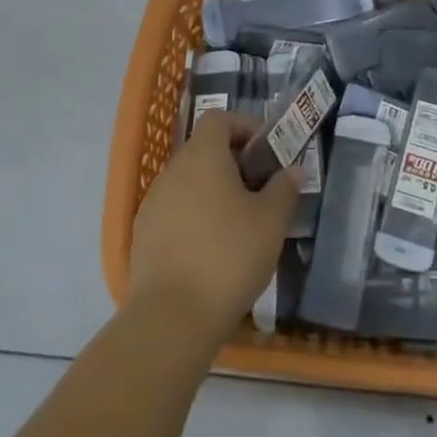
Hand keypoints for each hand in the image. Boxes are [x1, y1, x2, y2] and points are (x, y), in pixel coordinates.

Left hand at [128, 110, 300, 339]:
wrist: (172, 318)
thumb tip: (293, 170)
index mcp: (202, 156)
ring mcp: (152, 203)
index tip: (266, 151)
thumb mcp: (271, 222)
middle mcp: (172, 170)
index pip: (219, 118)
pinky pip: (173, 210)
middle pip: (203, 149)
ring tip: (238, 222)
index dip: (244, 126)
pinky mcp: (142, 234)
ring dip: (212, 190)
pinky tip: (211, 248)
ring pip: (187, 181)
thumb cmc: (229, 256)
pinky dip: (194, 215)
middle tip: (260, 189)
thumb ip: (284, 189)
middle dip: (232, 162)